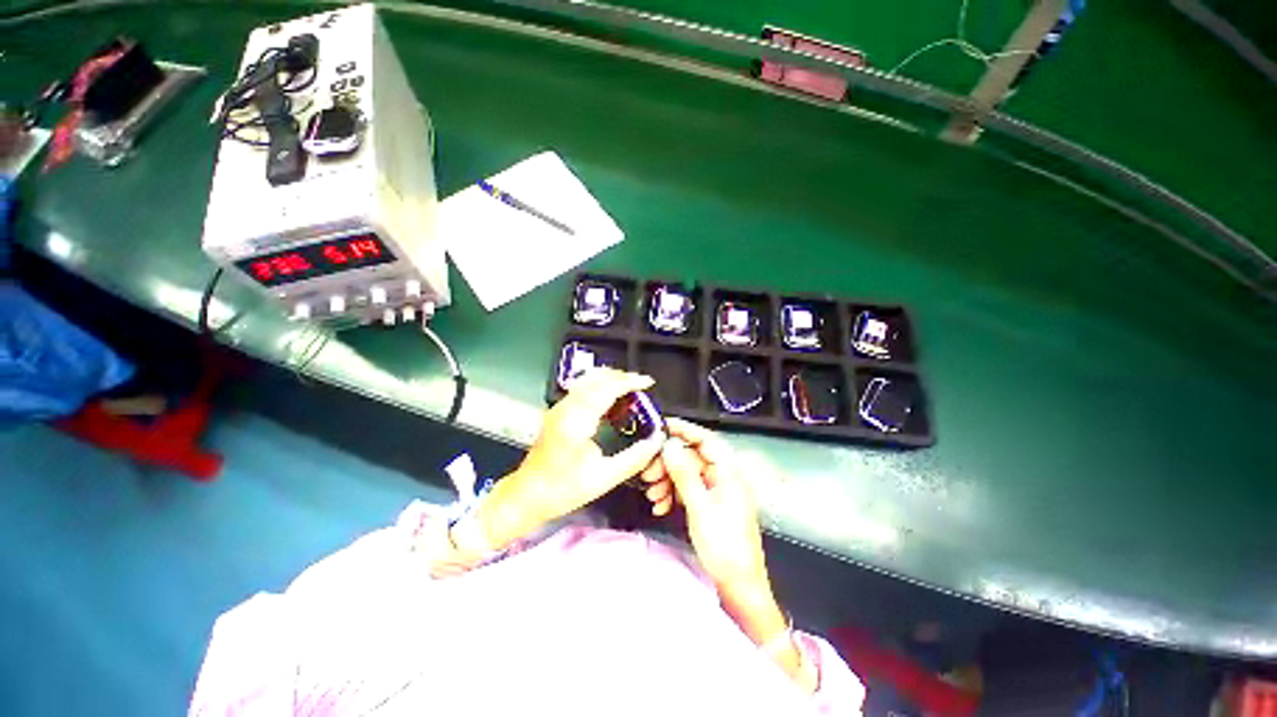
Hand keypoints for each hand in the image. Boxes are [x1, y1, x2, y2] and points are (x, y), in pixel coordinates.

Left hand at [480, 368, 664, 548]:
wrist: (526, 496)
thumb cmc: (562, 490)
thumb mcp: (604, 478)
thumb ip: (634, 458)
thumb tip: (656, 442)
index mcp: (577, 421)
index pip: (607, 388)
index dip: (630, 382)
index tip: (647, 383)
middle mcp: (566, 408)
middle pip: (597, 378)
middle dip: (622, 377)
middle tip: (642, 387)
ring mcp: (559, 408)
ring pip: (588, 380)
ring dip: (610, 380)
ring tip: (629, 391)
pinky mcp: (557, 412)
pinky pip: (581, 388)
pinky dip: (599, 387)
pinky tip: (610, 401)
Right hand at [660, 419, 808, 690]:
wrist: (739, 587)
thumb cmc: (724, 546)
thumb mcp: (700, 508)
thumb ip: (684, 474)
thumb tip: (669, 445)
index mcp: (729, 472)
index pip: (706, 439)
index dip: (684, 430)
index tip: (661, 426)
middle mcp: (724, 476)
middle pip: (693, 457)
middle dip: (669, 463)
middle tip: (648, 473)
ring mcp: (717, 490)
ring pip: (688, 473)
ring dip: (668, 480)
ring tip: (653, 495)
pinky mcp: (711, 504)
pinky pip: (690, 489)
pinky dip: (674, 494)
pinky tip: (661, 505)